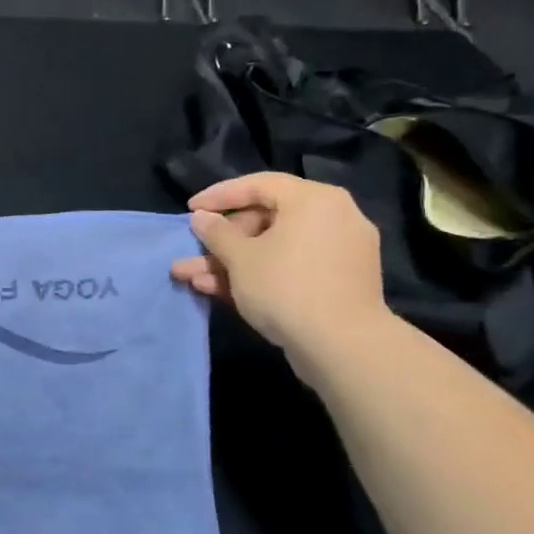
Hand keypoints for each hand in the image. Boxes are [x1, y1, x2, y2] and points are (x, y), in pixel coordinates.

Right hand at [170, 173, 388, 355]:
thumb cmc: (286, 287)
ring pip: (273, 249)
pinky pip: (291, 267)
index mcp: (314, 200)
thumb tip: (202, 218)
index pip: (258, 185)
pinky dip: (259, 275)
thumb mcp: (239, 257)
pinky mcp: (338, 283)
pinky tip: (219, 291)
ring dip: (231, 263)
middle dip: (221, 242)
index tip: (190, 209)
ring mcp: (338, 253)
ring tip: (191, 278)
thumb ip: (216, 233)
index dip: (218, 196)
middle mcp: (333, 218)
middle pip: (265, 220)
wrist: (343, 349)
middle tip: (190, 252)